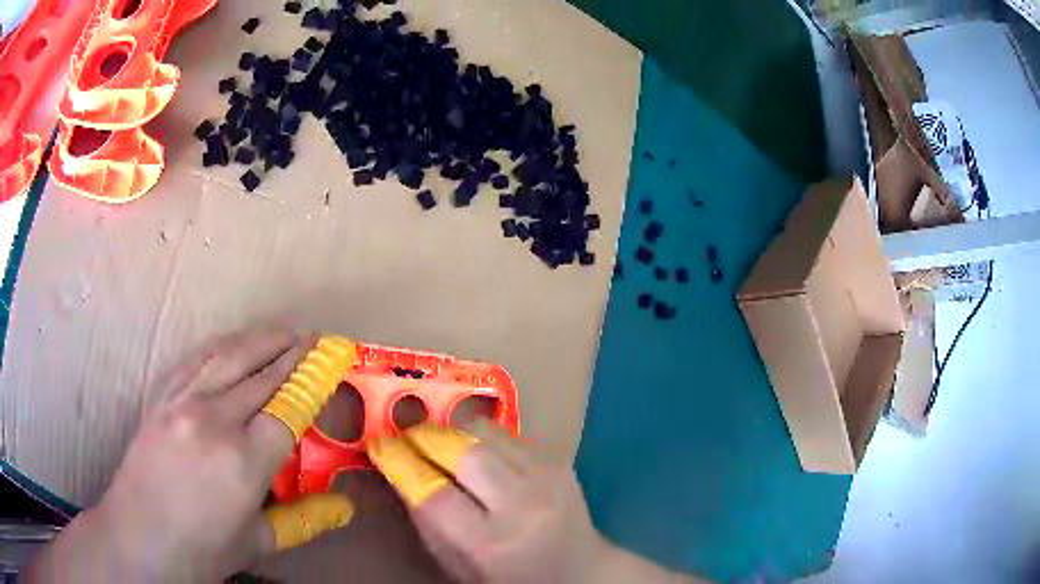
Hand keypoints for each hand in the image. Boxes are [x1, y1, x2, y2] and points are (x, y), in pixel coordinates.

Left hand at [28, 328, 354, 582]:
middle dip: (293, 353)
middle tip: (316, 339)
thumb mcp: (258, 541)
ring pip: (229, 356)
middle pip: (262, 374)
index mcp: (243, 461)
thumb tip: (346, 506)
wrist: (140, 537)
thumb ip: (304, 518)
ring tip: (284, 330)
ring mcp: (182, 402)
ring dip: (260, 339)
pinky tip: (234, 342)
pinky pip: (196, 360)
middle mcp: (214, 420)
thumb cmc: (202, 548)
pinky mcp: (162, 397)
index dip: (312, 381)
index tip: (332, 361)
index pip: (289, 408)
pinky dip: (222, 346)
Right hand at [366, 422, 702, 583]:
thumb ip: (425, 521)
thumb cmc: (508, 578)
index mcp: (491, 544)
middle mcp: (523, 506)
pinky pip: (508, 433)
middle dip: (424, 436)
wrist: (579, 569)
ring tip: (437, 441)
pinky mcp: (560, 460)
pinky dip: (482, 437)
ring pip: (485, 432)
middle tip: (405, 435)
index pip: (433, 492)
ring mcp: (548, 477)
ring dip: (452, 431)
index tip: (378, 444)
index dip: (398, 461)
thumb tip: (397, 468)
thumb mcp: (456, 564)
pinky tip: (477, 452)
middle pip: (461, 451)